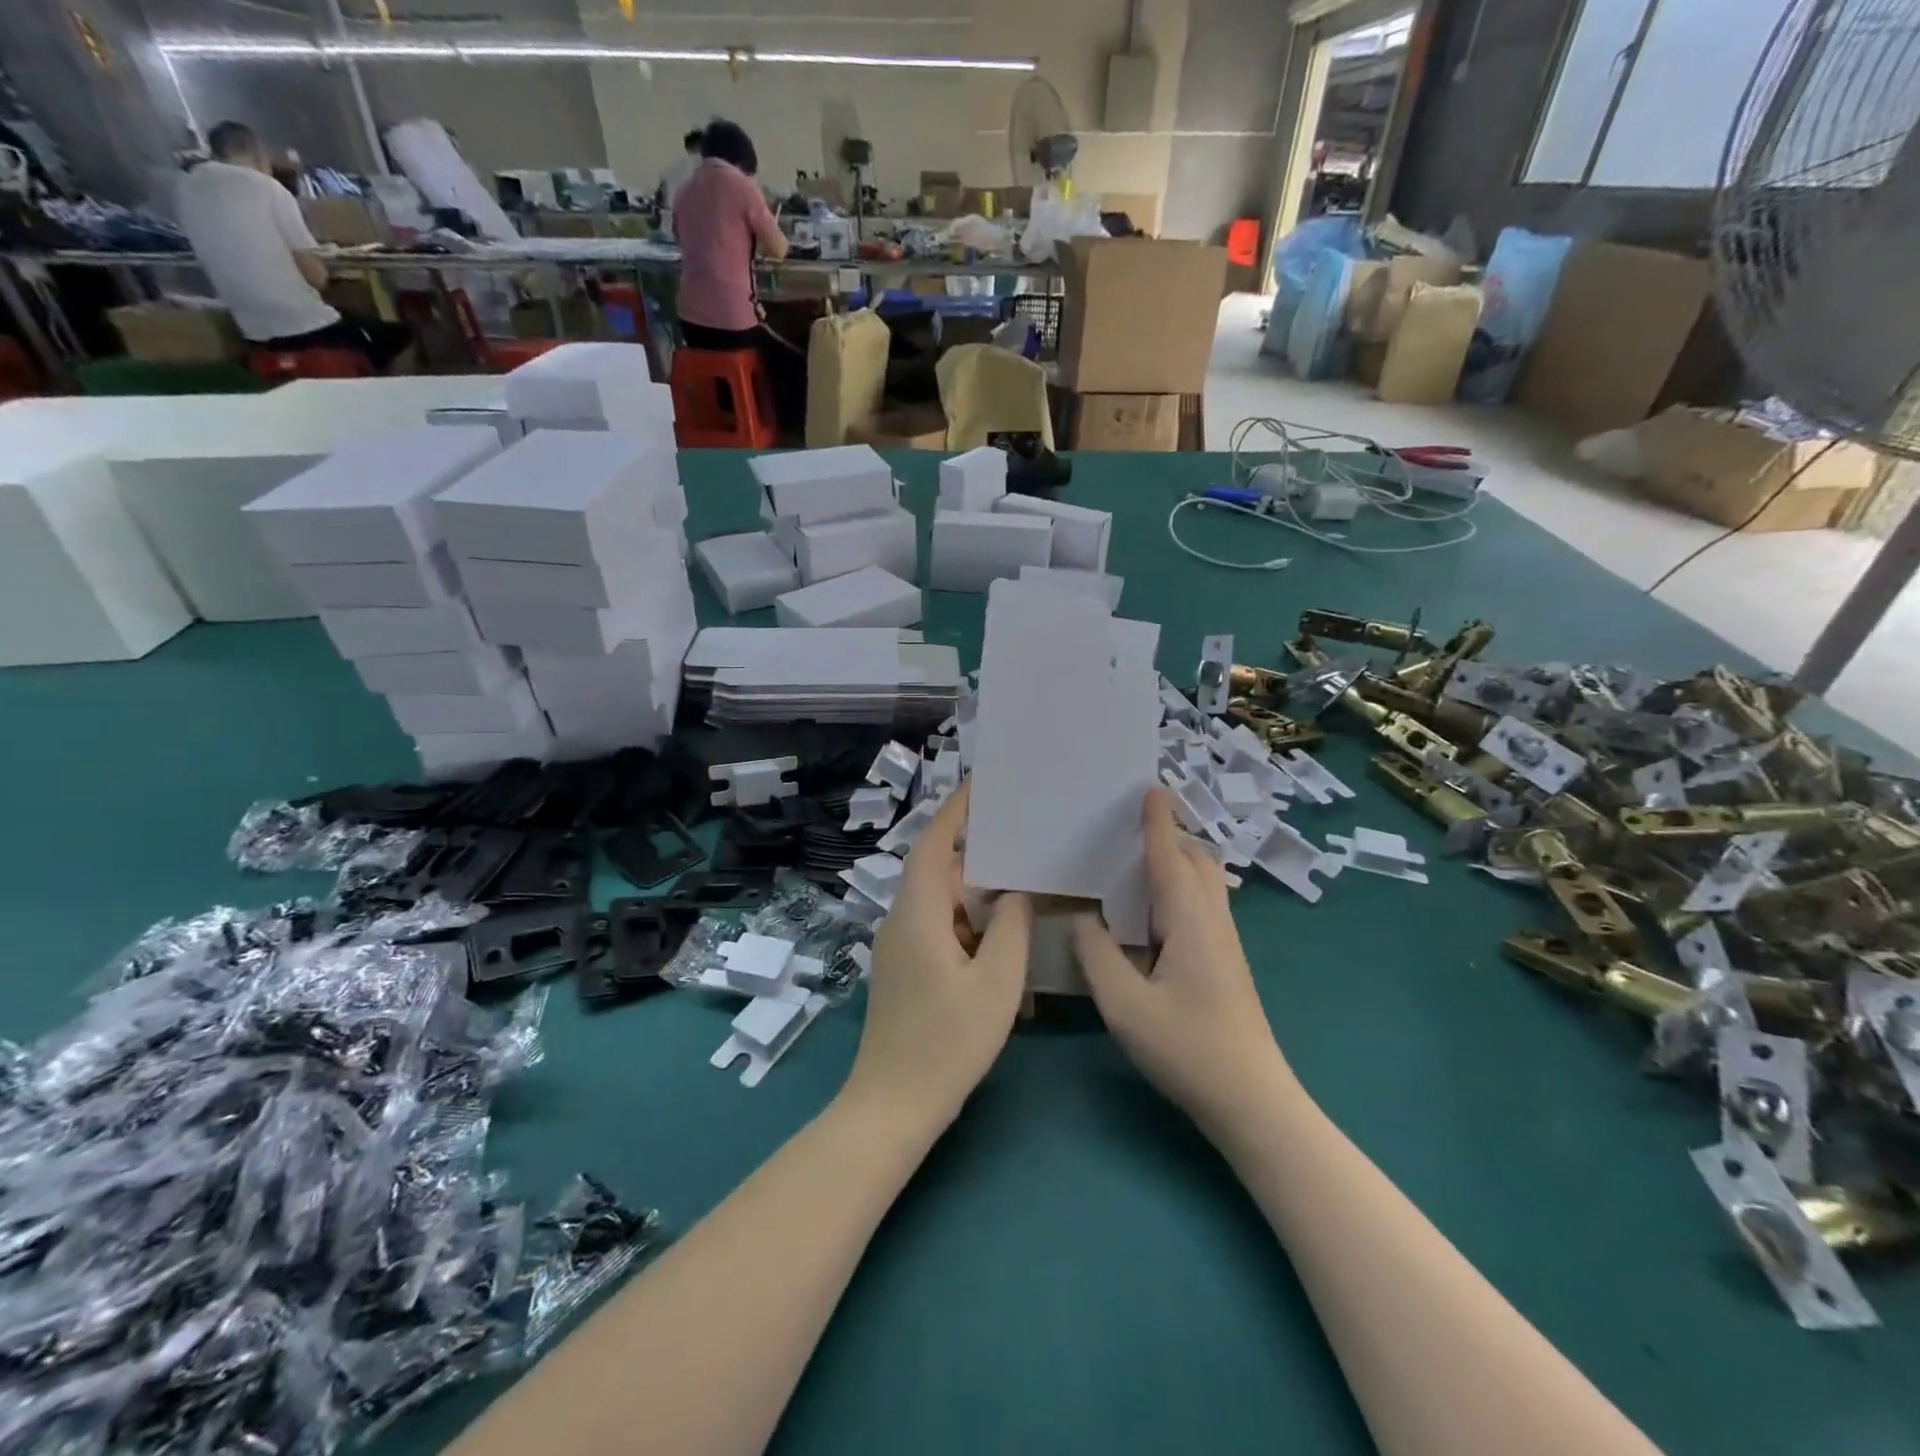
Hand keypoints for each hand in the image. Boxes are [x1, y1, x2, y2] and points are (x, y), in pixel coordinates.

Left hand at [843, 782, 1032, 1129]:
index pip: (934, 844)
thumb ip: (1012, 929)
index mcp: (918, 913)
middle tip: (1017, 828)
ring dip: (974, 888)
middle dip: (974, 846)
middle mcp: (902, 920)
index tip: (982, 783)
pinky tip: (1001, 931)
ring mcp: (900, 946)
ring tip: (1018, 874)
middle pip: (937, 868)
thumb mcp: (996, 984)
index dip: (956, 811)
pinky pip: (939, 927)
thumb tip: (1017, 894)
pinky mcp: (906, 969)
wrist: (893, 1105)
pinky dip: (968, 920)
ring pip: (940, 900)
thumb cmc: (947, 1043)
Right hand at [1073, 787, 1291, 1139]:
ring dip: (1176, 860)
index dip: (1158, 822)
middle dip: (1170, 835)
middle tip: (1130, 827)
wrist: (1252, 1098)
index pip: (1171, 857)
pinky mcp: (1225, 960)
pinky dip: (1178, 887)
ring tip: (1134, 861)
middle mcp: (1212, 920)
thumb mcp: (1124, 1005)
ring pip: (1204, 882)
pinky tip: (1150, 911)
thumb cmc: (1187, 1048)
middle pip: (1197, 861)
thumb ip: (1095, 954)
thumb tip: (1080, 917)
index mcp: (1190, 921)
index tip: (1149, 788)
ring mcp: (1224, 941)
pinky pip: (1201, 904)